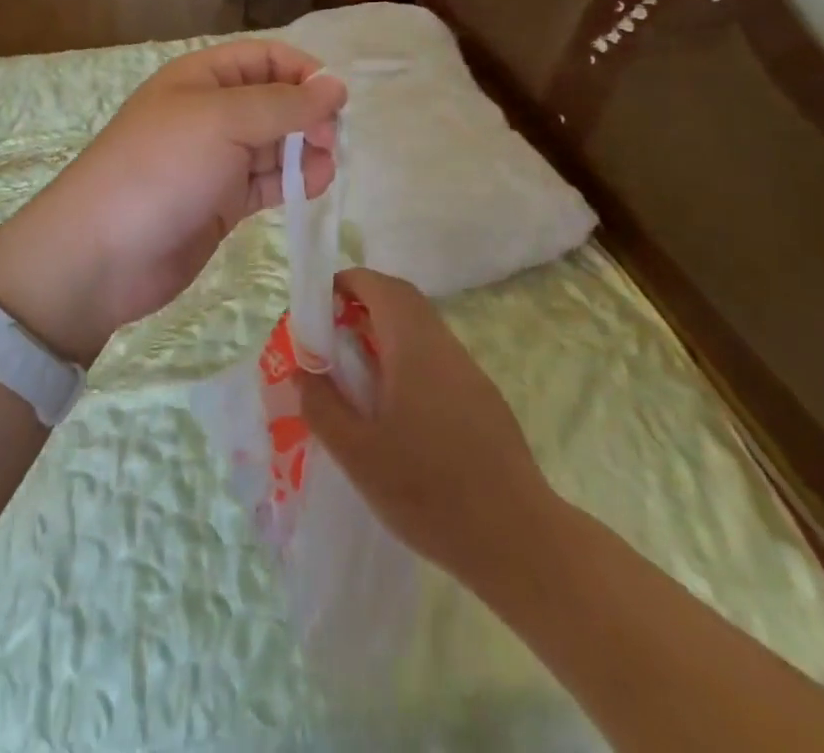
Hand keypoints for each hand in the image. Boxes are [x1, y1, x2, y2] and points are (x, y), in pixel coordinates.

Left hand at [0, 40, 346, 363]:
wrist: (103, 253)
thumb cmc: (162, 168)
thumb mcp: (223, 120)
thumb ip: (285, 104)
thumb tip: (336, 86)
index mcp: (202, 77)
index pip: (264, 58)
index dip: (302, 71)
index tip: (335, 99)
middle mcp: (211, 113)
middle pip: (274, 100)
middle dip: (307, 114)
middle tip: (329, 139)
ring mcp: (216, 159)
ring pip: (275, 143)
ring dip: (305, 150)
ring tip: (323, 168)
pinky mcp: (222, 201)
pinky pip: (267, 181)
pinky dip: (292, 181)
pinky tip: (311, 186)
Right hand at [297, 268, 558, 582]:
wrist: (519, 541)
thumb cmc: (430, 492)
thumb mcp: (358, 455)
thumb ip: (323, 407)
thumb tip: (304, 372)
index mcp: (414, 347)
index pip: (380, 287)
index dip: (347, 282)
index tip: (319, 302)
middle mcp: (444, 347)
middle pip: (403, 300)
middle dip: (365, 302)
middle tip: (332, 333)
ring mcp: (470, 373)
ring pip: (423, 329)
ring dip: (387, 332)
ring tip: (357, 371)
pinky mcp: (484, 400)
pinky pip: (438, 358)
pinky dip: (409, 358)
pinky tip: (397, 407)